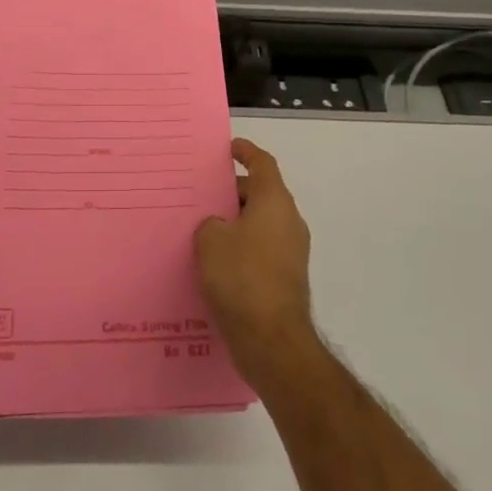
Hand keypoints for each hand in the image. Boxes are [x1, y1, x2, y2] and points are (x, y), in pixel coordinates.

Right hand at [195, 139, 318, 386]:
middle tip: (200, 194)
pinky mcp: (285, 279)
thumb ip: (210, 223)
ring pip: (259, 224)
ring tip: (201, 228)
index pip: (262, 163)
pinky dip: (240, 248)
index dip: (245, 152)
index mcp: (274, 202)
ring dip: (234, 223)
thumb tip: (219, 227)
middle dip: (231, 192)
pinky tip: (213, 263)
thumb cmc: (242, 279)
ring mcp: (290, 252)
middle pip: (260, 193)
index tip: (228, 148)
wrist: (273, 342)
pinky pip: (260, 250)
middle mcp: (288, 221)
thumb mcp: (211, 241)